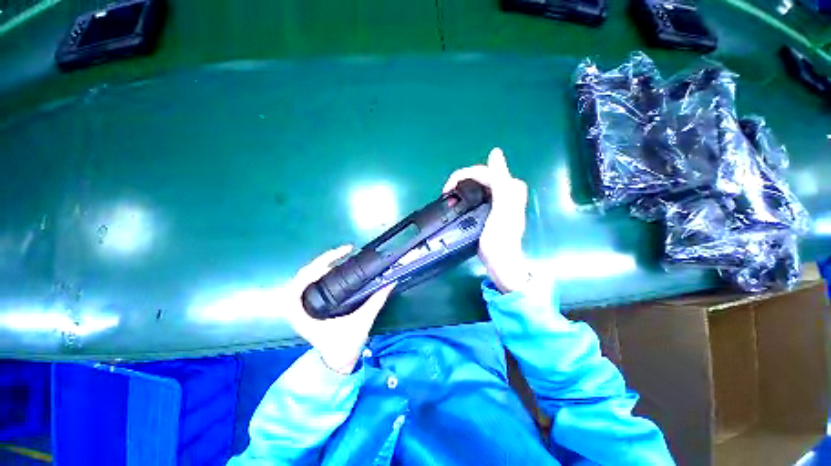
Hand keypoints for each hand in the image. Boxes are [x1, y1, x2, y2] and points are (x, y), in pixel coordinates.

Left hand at [286, 246, 393, 373]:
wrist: (337, 363)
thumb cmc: (344, 346)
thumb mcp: (361, 322)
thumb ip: (376, 301)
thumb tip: (390, 282)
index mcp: (303, 313)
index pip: (302, 280)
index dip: (319, 262)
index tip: (340, 255)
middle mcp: (297, 308)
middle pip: (304, 274)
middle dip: (323, 260)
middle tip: (344, 254)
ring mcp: (301, 307)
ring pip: (306, 278)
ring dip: (321, 265)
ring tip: (341, 258)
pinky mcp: (308, 307)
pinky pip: (310, 284)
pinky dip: (321, 273)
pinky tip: (335, 270)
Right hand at [443, 147, 529, 292]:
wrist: (500, 262)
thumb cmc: (500, 238)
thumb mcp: (502, 209)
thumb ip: (501, 181)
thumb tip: (495, 152)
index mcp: (509, 187)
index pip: (483, 171)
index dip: (462, 176)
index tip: (447, 190)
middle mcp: (505, 190)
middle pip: (479, 176)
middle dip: (460, 182)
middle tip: (447, 195)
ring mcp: (497, 199)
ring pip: (476, 185)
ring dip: (461, 188)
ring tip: (449, 199)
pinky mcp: (490, 209)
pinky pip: (475, 194)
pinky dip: (464, 196)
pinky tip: (457, 203)